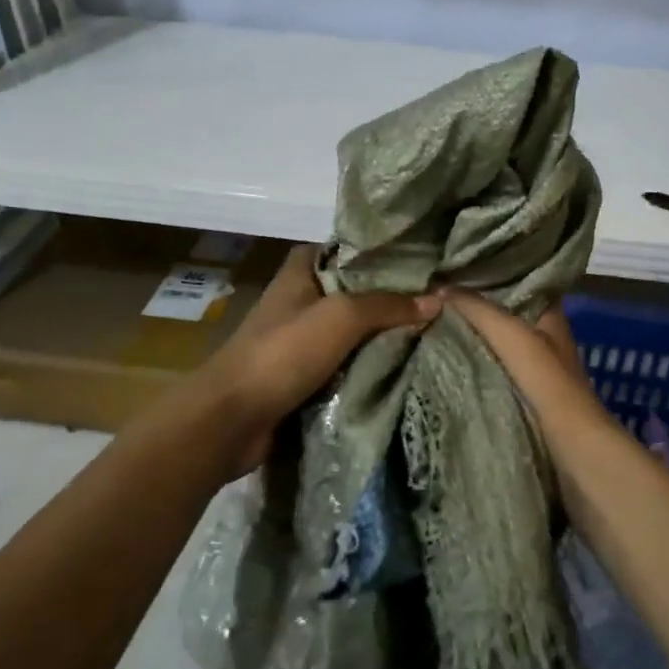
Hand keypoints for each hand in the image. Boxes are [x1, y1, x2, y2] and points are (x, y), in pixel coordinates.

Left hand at [203, 245, 439, 477]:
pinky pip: (344, 365)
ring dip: (381, 337)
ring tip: (430, 334)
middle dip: (389, 298)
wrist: (231, 419)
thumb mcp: (341, 317)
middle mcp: (299, 300)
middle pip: (353, 291)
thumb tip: (437, 301)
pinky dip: (367, 367)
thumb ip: (388, 305)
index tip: (419, 260)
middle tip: (435, 300)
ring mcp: (298, 341)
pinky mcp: (301, 376)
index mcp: (300, 272)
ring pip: (351, 332)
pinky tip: (403, 368)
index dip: (378, 252)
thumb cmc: (283, 353)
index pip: (345, 249)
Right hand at [442, 289, 613, 446]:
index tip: (454, 266)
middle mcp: (544, 336)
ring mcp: (535, 368)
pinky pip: (492, 368)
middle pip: (504, 312)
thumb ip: (478, 310)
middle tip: (433, 292)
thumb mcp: (512, 336)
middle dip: (473, 304)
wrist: (573, 449)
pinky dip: (473, 361)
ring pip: (497, 341)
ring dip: (470, 334)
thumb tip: (440, 287)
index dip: (490, 272)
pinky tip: (445, 357)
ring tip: (430, 319)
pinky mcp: (525, 396)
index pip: (519, 280)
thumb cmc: (548, 384)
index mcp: (550, 314)